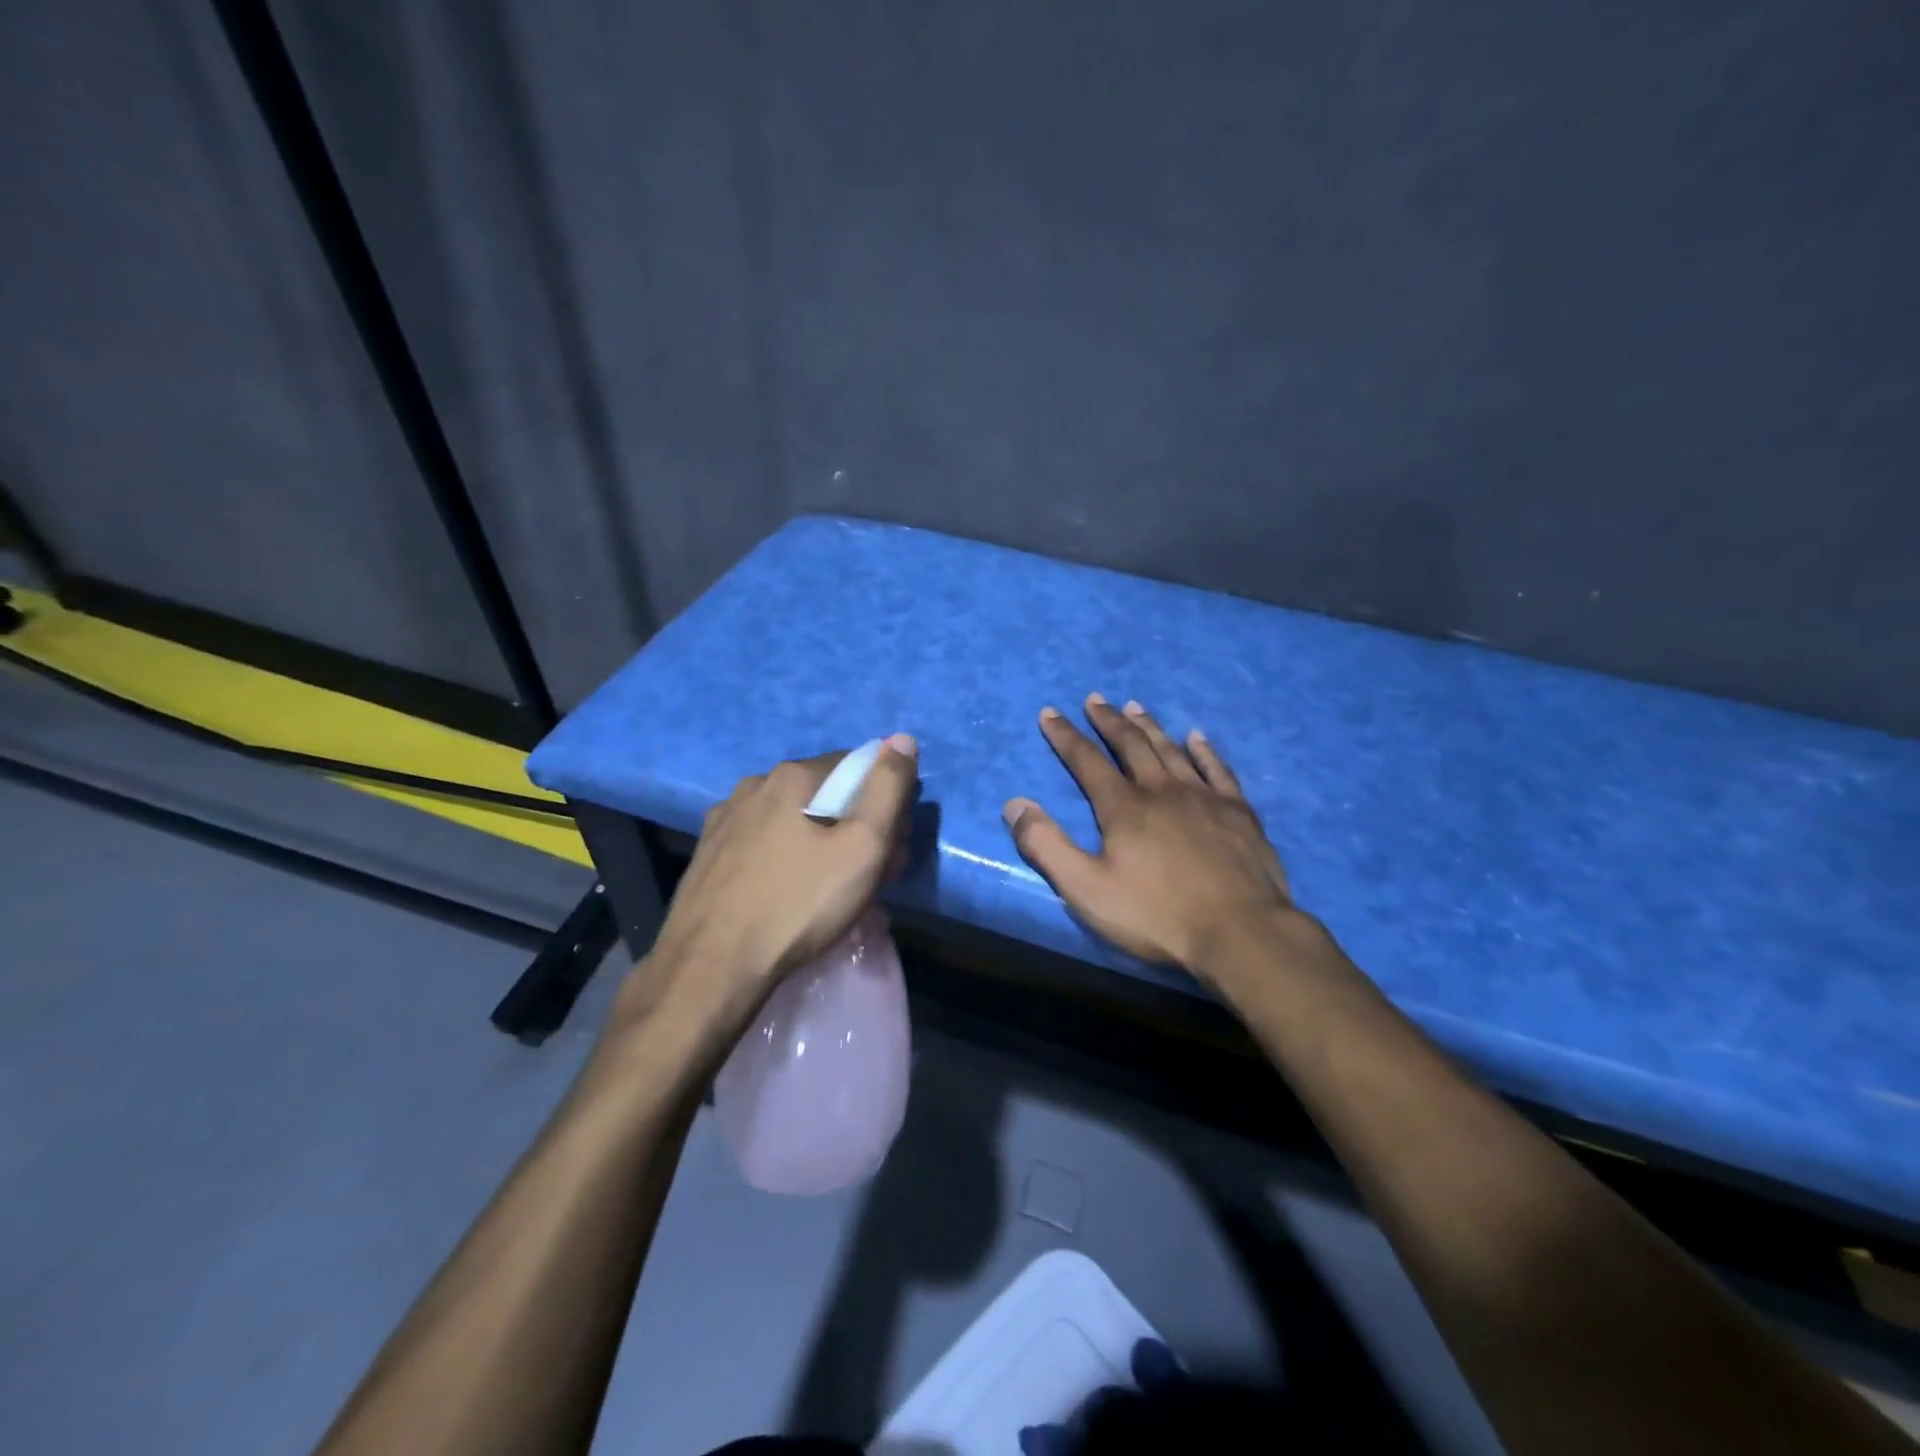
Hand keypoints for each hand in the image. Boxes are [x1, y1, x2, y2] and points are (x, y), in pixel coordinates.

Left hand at [622, 735, 919, 1041]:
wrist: (711, 968)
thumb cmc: (798, 905)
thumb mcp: (864, 847)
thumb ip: (888, 789)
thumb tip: (902, 739)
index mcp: (791, 776)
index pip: (856, 767)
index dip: (884, 802)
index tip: (892, 844)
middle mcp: (752, 786)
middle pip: (823, 795)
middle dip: (854, 826)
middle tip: (871, 875)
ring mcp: (723, 820)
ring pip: (791, 821)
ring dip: (820, 843)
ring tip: (832, 891)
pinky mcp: (707, 855)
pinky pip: (763, 844)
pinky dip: (785, 859)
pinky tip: (789, 895)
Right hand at [1003, 695, 1296, 973]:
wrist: (1239, 932)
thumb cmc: (1156, 915)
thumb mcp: (1085, 888)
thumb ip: (1046, 845)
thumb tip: (1015, 804)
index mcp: (1124, 807)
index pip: (1087, 761)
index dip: (1065, 736)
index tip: (1050, 712)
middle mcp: (1162, 790)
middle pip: (1131, 745)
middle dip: (1108, 721)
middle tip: (1095, 699)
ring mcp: (1205, 798)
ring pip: (1172, 750)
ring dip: (1150, 726)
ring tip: (1134, 706)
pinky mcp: (1238, 813)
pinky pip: (1218, 769)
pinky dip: (1205, 750)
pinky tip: (1197, 737)